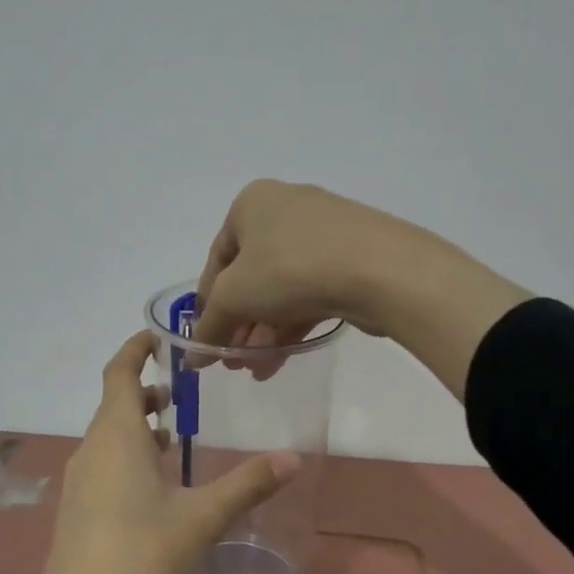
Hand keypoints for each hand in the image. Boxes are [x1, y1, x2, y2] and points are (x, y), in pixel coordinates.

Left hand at [27, 331, 300, 573]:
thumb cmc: (141, 559)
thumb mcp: (202, 519)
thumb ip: (248, 484)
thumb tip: (294, 457)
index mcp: (116, 437)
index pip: (119, 373)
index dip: (135, 350)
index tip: (159, 337)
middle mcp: (91, 452)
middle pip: (114, 406)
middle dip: (145, 391)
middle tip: (184, 390)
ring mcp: (79, 486)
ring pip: (109, 440)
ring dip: (138, 428)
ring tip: (175, 434)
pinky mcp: (77, 516)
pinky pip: (104, 468)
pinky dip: (129, 459)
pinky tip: (156, 488)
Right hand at [192, 181, 412, 364]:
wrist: (380, 270)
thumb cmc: (289, 269)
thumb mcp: (234, 298)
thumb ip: (210, 327)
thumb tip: (193, 358)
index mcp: (252, 203)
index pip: (217, 260)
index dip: (207, 305)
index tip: (206, 341)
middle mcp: (287, 210)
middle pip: (250, 278)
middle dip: (239, 325)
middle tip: (233, 362)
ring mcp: (323, 234)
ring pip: (281, 290)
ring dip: (264, 333)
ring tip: (256, 370)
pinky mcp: (351, 260)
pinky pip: (309, 294)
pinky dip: (291, 325)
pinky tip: (280, 359)